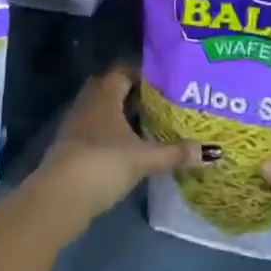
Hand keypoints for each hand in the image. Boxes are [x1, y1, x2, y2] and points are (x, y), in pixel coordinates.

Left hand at [30, 68, 197, 226]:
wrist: (58, 199)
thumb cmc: (102, 164)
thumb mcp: (144, 158)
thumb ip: (175, 153)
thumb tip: (212, 151)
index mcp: (104, 96)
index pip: (123, 71)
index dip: (143, 73)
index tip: (166, 80)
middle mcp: (88, 105)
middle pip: (111, 90)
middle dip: (134, 94)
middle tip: (162, 101)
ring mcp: (76, 128)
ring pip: (103, 112)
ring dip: (123, 116)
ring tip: (151, 124)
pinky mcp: (72, 150)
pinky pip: (97, 132)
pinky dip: (113, 135)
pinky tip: (131, 148)